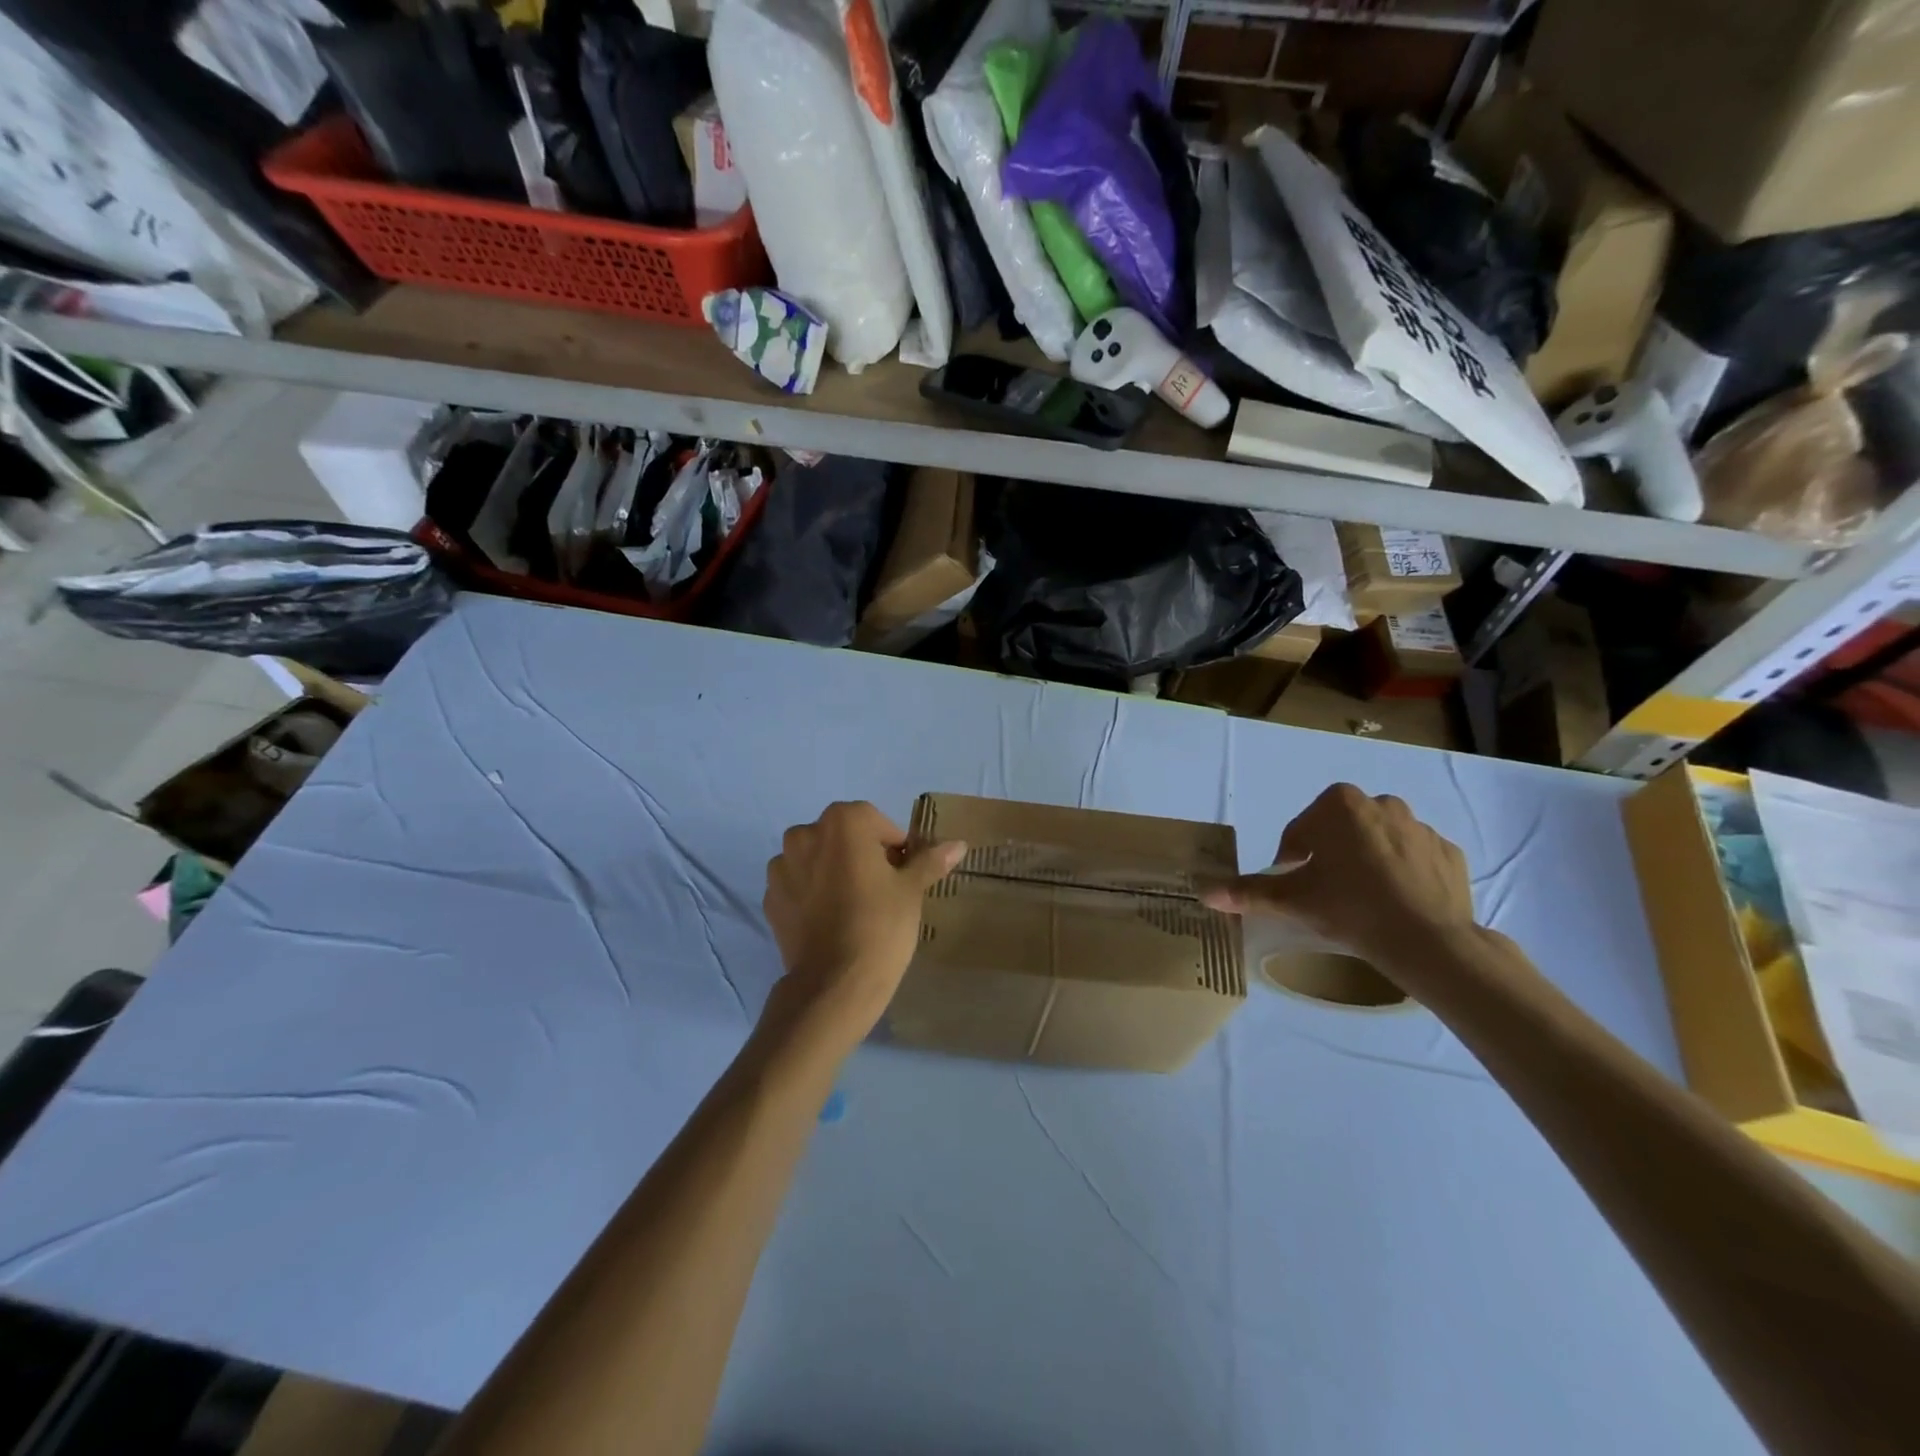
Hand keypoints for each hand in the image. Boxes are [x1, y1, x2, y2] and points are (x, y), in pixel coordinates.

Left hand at [761, 801, 965, 1055]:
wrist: (834, 984)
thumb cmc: (880, 925)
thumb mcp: (911, 890)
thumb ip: (929, 860)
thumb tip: (958, 844)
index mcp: (842, 822)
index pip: (875, 821)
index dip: (893, 845)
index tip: (903, 873)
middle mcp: (805, 834)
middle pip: (842, 836)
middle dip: (861, 854)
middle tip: (882, 889)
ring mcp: (781, 867)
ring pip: (817, 858)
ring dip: (833, 871)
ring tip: (853, 906)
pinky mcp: (770, 898)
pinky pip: (798, 885)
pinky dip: (812, 893)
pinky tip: (830, 921)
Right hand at [1198, 783, 1472, 965]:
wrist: (1428, 940)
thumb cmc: (1350, 907)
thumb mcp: (1293, 900)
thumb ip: (1248, 892)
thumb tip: (1204, 893)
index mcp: (1339, 805)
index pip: (1301, 830)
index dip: (1292, 859)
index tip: (1296, 886)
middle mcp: (1381, 803)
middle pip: (1341, 830)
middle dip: (1331, 854)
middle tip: (1327, 892)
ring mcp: (1421, 827)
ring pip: (1380, 841)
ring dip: (1367, 860)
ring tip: (1363, 899)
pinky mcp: (1450, 853)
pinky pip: (1415, 858)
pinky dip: (1404, 873)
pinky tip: (1397, 902)